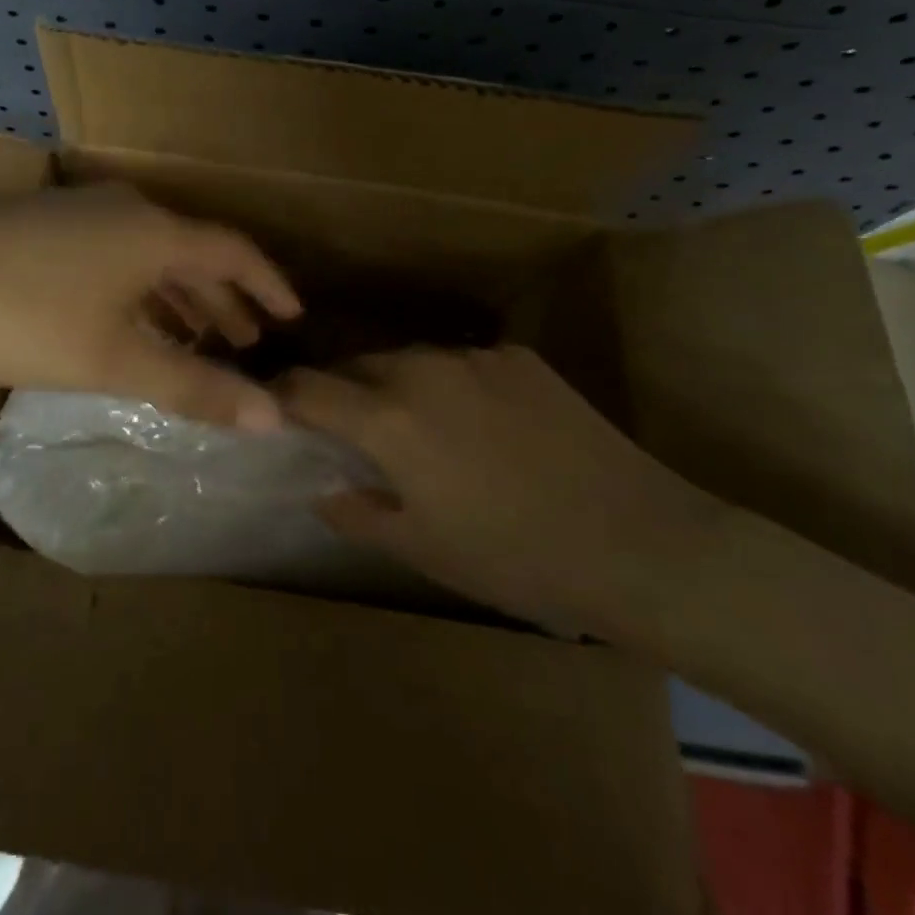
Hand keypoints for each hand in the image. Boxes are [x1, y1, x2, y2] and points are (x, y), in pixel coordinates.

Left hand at [0, 186, 301, 429]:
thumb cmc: (20, 314)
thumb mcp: (112, 359)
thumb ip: (193, 387)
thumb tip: (273, 418)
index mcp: (156, 232)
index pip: (236, 252)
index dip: (270, 285)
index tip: (294, 318)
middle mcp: (128, 210)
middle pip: (195, 253)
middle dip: (225, 300)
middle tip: (248, 343)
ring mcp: (84, 212)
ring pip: (153, 256)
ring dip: (181, 297)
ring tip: (199, 340)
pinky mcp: (48, 224)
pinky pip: (120, 255)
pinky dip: (142, 290)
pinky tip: (130, 322)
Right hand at [278, 345, 721, 636]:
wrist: (640, 543)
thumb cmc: (515, 558)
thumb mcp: (421, 548)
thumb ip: (355, 511)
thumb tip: (322, 488)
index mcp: (386, 417)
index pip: (305, 388)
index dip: (280, 397)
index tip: (274, 411)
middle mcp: (420, 369)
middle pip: (355, 364)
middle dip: (339, 390)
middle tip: (348, 429)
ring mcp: (474, 357)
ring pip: (408, 358)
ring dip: (394, 385)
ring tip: (417, 426)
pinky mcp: (518, 356)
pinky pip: (462, 363)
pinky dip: (450, 385)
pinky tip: (482, 425)